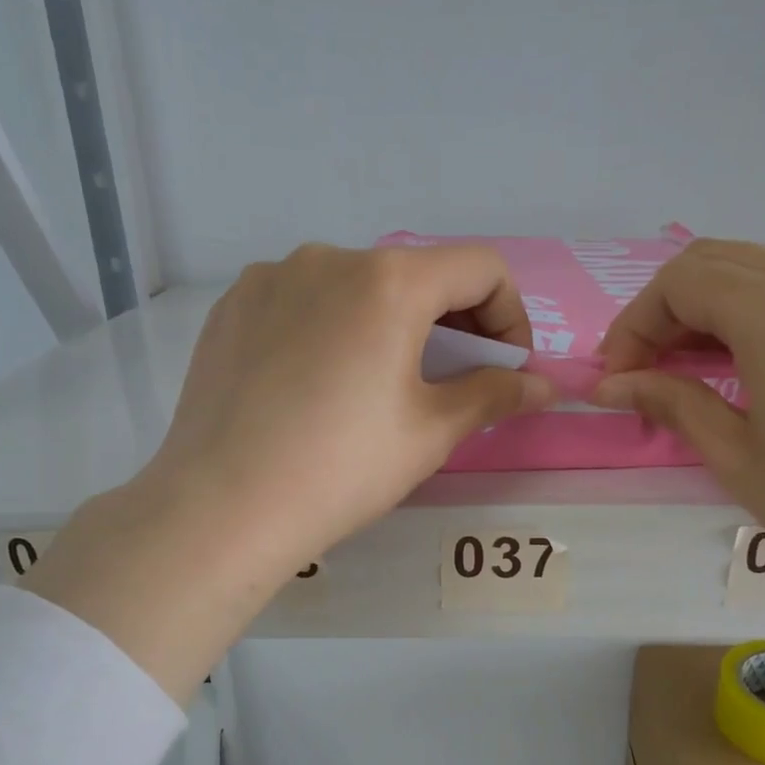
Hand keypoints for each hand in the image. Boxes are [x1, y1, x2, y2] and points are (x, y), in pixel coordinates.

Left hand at [23, 243, 552, 698]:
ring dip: (388, 323)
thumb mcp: (431, 433)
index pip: (480, 267)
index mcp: (389, 281)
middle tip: (450, 380)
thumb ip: (494, 395)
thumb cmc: (342, 469)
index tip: (503, 368)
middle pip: (417, 273)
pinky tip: (317, 383)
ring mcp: (272, 277)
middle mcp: (329, 257)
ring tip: (377, 385)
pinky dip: (331, 327)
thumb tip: (542, 385)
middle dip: (451, 321)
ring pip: (356, 286)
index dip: (509, 316)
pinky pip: (303, 301)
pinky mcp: (232, 306)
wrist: (222, 506)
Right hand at [594, 238, 764, 622]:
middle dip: (668, 312)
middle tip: (646, 371)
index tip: (618, 376)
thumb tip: (610, 385)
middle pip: (720, 262)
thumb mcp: (736, 457)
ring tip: (697, 374)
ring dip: (715, 312)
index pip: (682, 282)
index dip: (635, 324)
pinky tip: (762, 372)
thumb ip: (670, 401)